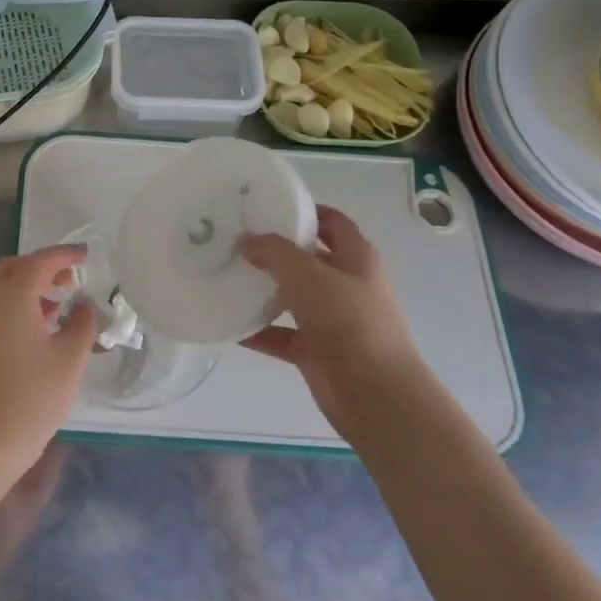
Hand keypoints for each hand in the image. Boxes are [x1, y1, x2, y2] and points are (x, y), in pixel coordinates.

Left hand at [0, 246, 97, 478]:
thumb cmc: (32, 396)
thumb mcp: (69, 359)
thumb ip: (81, 324)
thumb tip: (83, 305)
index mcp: (12, 296)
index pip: (40, 262)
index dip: (64, 255)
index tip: (85, 255)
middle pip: (14, 268)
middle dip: (42, 267)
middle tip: (69, 279)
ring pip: (0, 288)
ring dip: (27, 287)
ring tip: (56, 307)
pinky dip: (14, 305)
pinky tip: (36, 330)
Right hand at [238, 206, 424, 436]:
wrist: (375, 394)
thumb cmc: (348, 321)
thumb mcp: (307, 274)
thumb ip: (274, 252)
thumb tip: (246, 241)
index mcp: (356, 258)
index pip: (332, 222)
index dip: (305, 211)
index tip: (265, 206)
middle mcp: (346, 284)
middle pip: (308, 258)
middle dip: (275, 250)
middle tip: (234, 240)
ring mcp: (332, 320)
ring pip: (293, 297)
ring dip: (263, 290)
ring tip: (225, 276)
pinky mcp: (317, 351)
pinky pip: (282, 334)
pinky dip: (258, 331)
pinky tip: (228, 325)